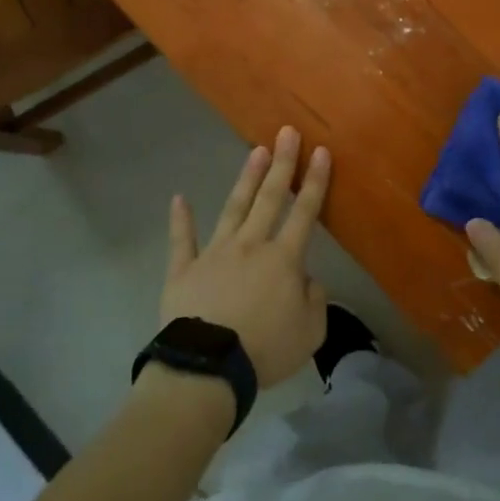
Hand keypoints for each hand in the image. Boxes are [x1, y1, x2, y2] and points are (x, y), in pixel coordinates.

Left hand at [161, 126, 330, 387]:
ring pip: (233, 208)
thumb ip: (315, 299)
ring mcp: (214, 253)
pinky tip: (178, 198)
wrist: (208, 368)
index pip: (305, 212)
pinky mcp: (184, 269)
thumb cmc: (265, 349)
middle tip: (287, 132)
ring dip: (246, 179)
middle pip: (269, 198)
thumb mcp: (311, 332)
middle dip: (281, 164)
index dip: (315, 181)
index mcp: (283, 259)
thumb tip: (306, 278)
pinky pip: (182, 240)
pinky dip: (180, 219)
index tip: (320, 151)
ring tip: (255, 152)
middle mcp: (250, 245)